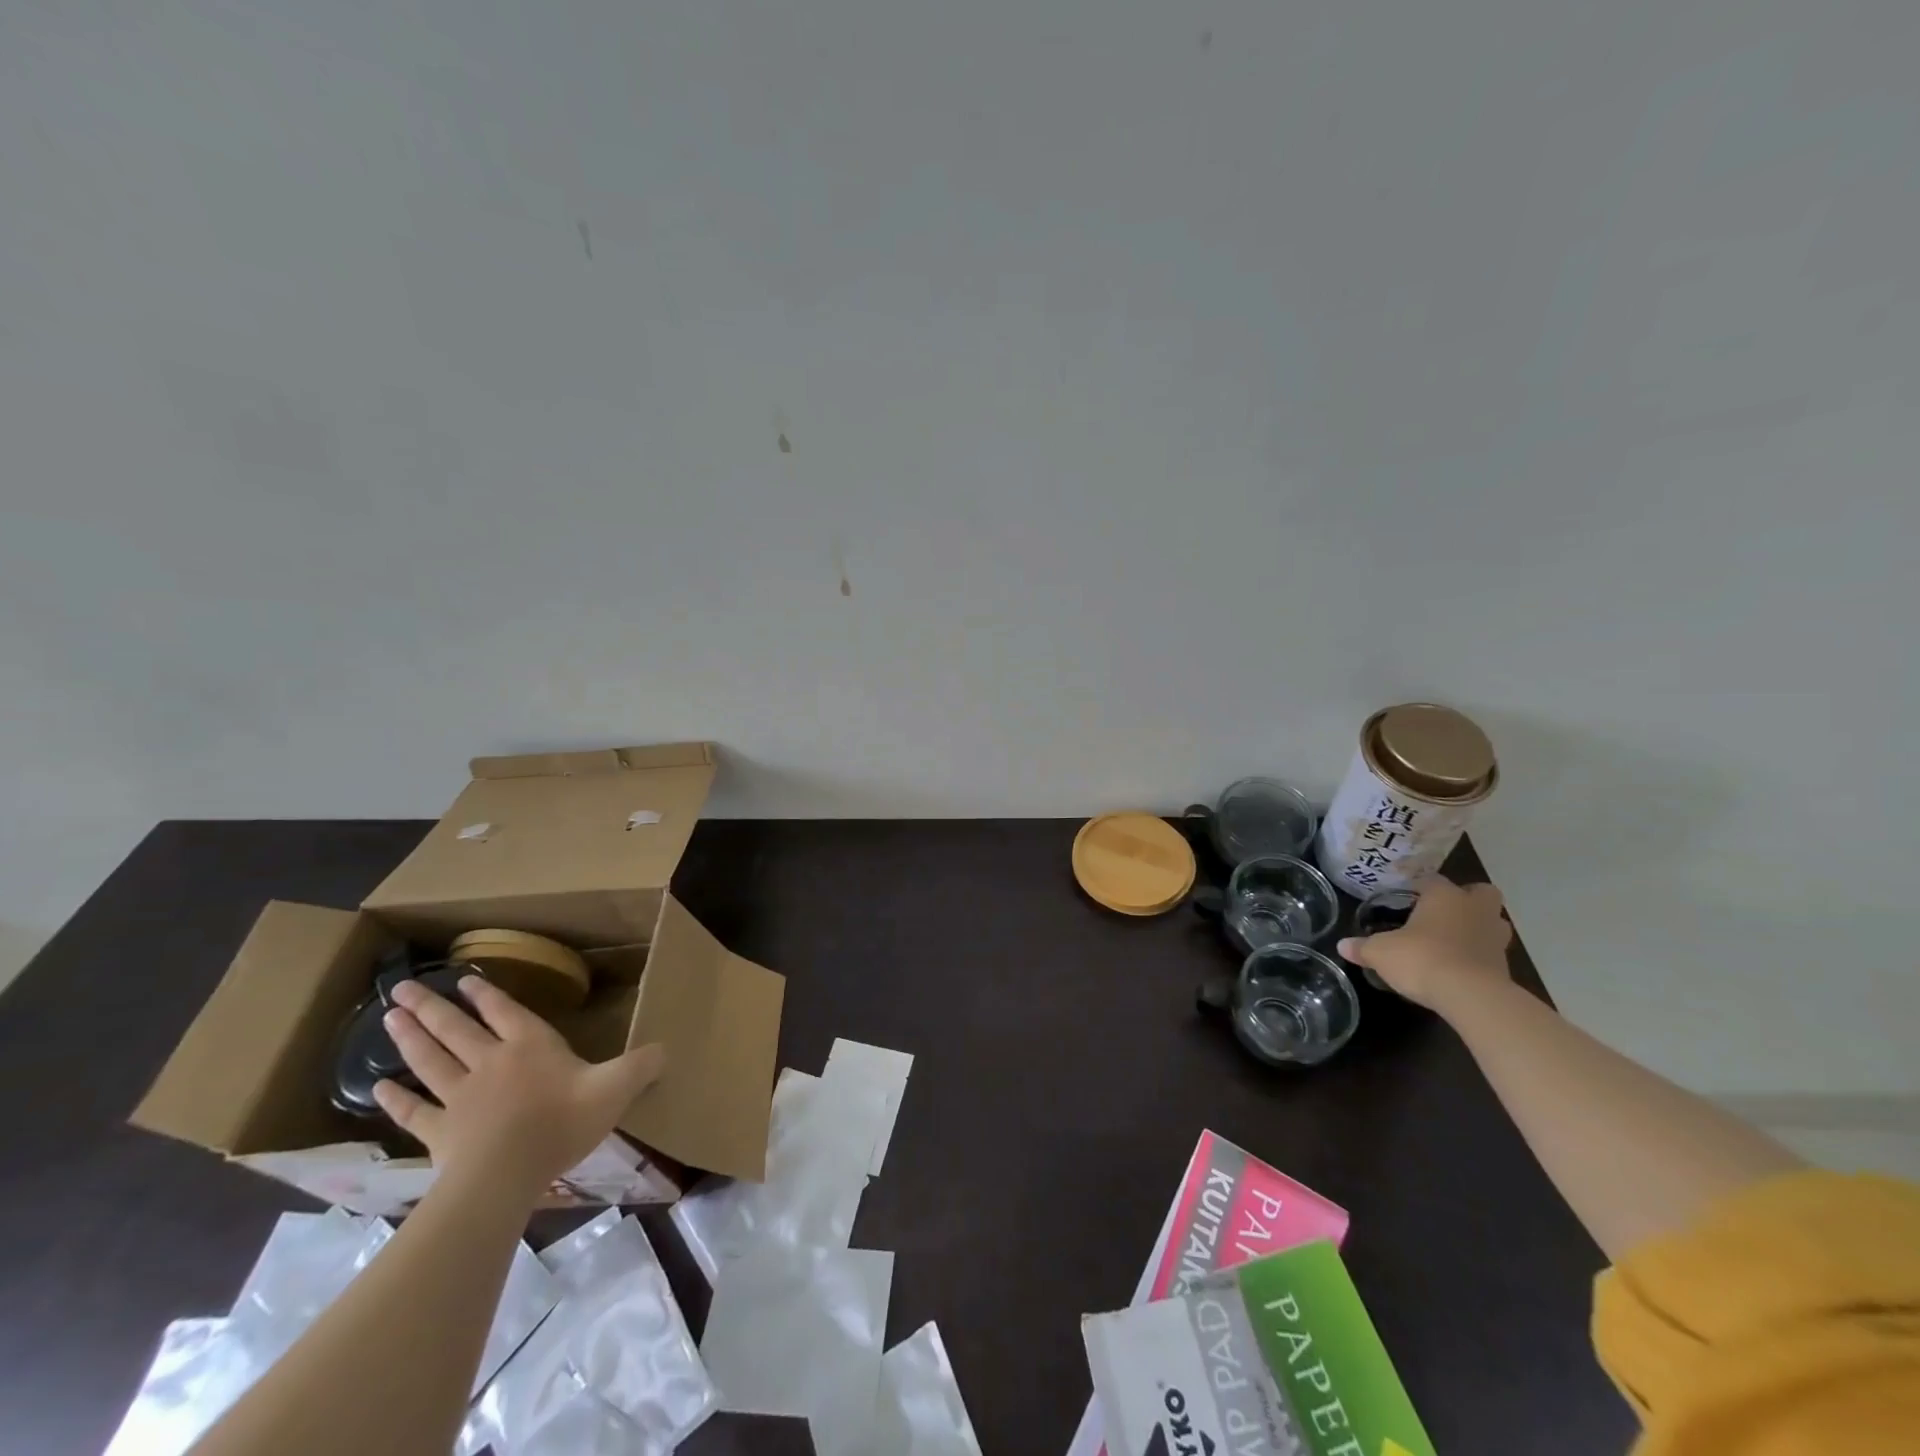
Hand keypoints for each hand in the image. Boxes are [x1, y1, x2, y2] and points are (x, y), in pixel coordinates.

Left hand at [375, 975, 663, 1196]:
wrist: (505, 1175)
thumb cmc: (563, 1123)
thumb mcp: (616, 1088)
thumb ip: (641, 1066)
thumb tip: (667, 1049)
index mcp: (531, 1046)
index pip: (505, 1012)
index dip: (485, 995)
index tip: (462, 980)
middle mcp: (490, 1062)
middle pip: (456, 1029)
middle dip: (431, 1008)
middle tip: (401, 989)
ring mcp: (459, 1097)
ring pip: (429, 1061)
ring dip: (409, 1039)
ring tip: (389, 1018)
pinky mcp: (440, 1133)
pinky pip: (414, 1112)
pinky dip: (395, 1100)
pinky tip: (376, 1089)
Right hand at [1337, 876, 1512, 1013]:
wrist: (1472, 997)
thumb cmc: (1422, 959)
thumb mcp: (1381, 952)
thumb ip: (1363, 947)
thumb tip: (1342, 946)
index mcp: (1444, 896)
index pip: (1432, 879)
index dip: (1418, 886)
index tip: (1406, 896)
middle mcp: (1474, 909)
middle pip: (1481, 892)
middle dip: (1467, 898)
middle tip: (1444, 911)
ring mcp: (1495, 937)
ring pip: (1493, 921)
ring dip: (1479, 926)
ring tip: (1455, 939)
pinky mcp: (1506, 966)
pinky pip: (1492, 951)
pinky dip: (1479, 955)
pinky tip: (1459, 966)